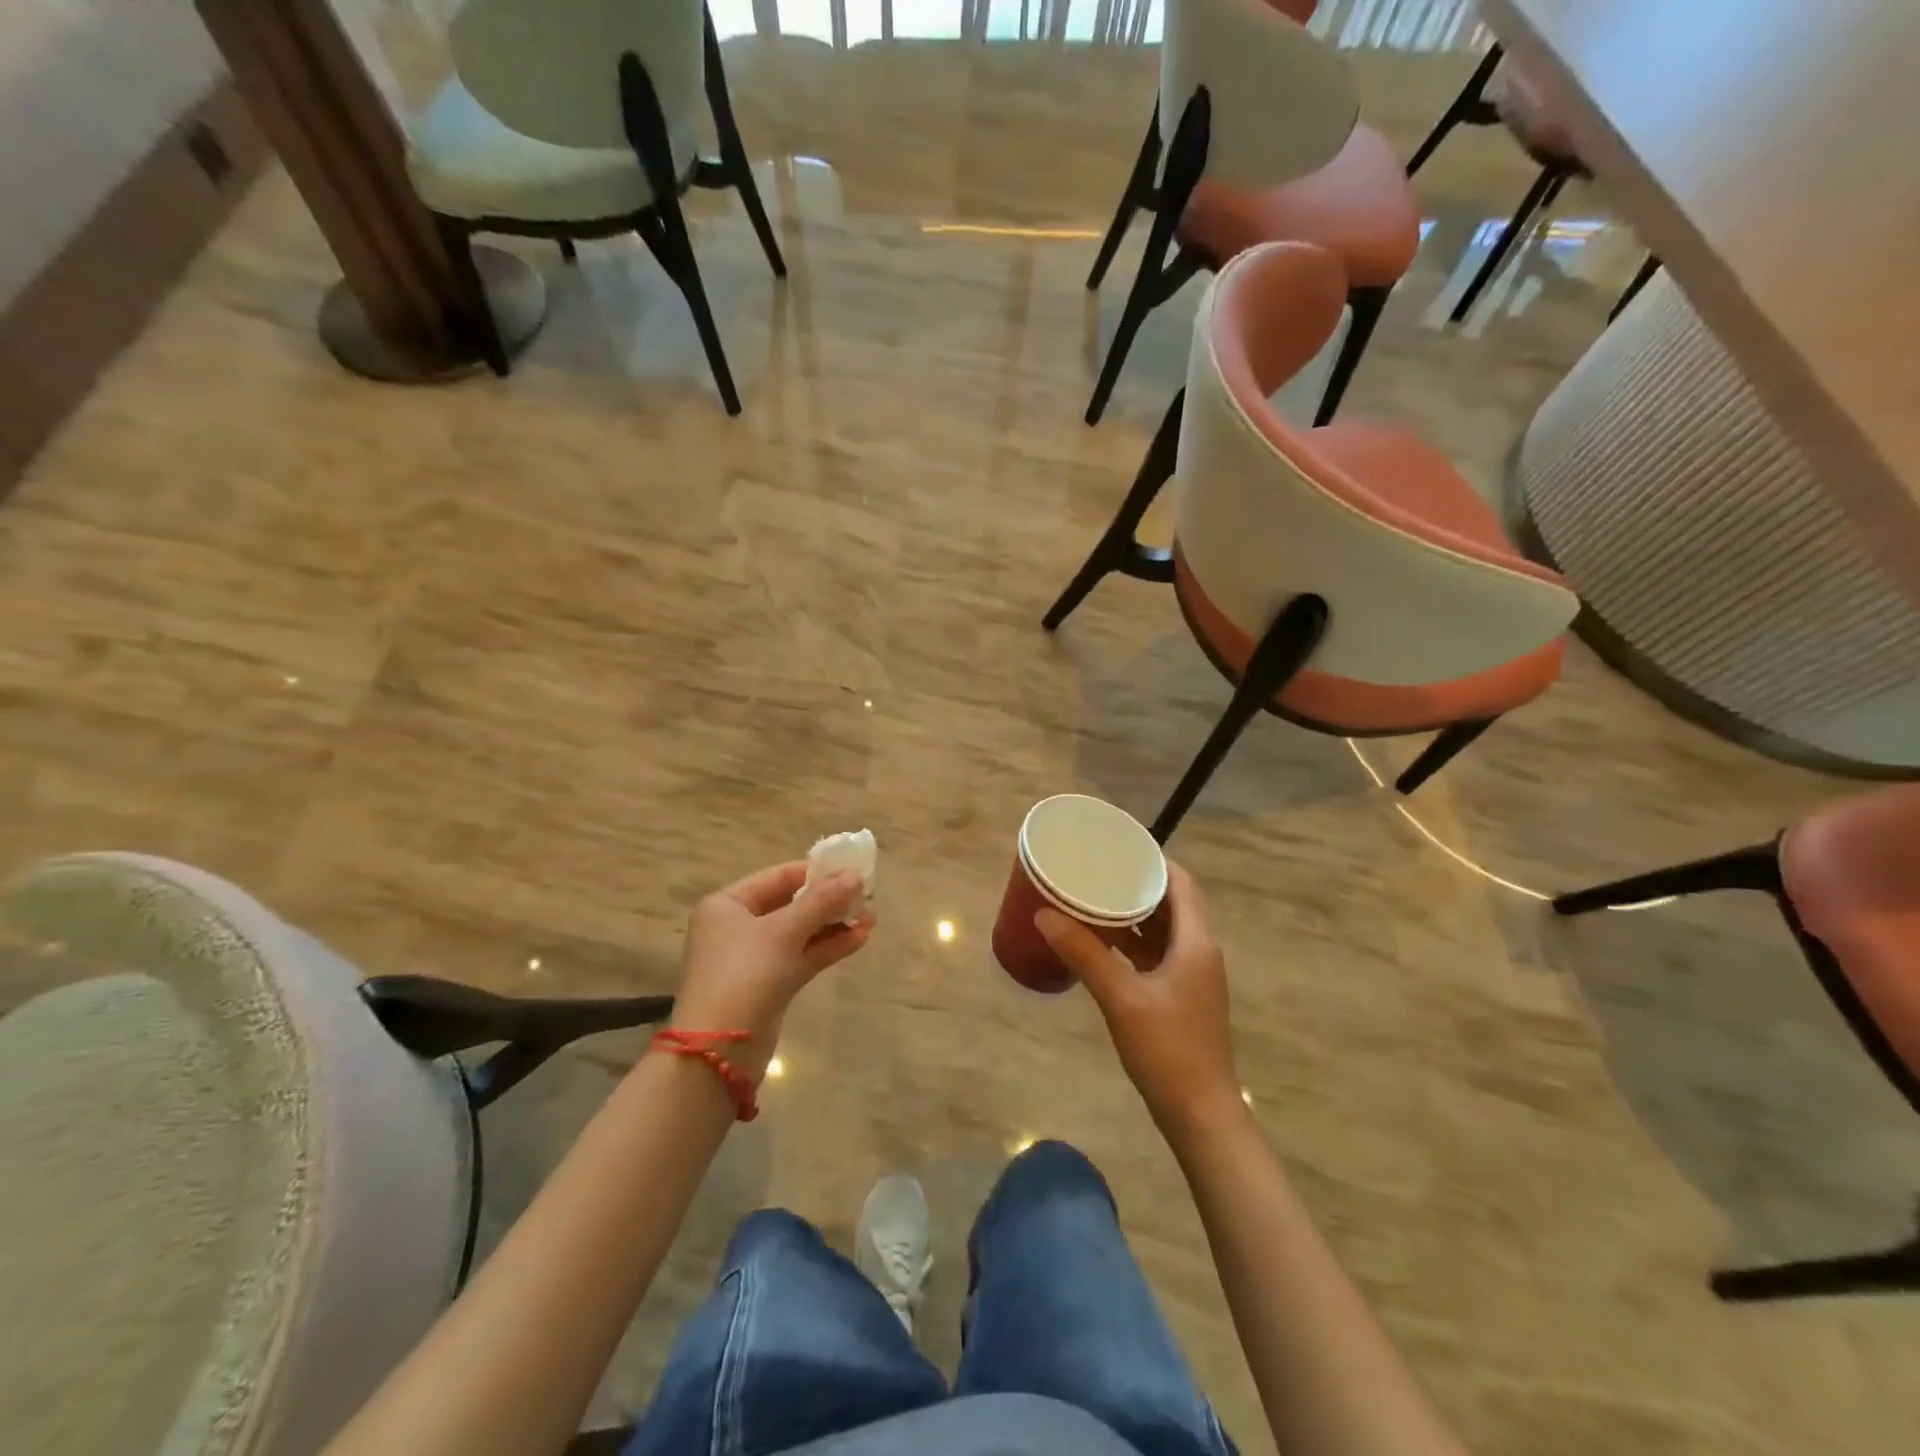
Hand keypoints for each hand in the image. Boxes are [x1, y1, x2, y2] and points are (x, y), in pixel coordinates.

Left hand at [669, 862, 872, 1081]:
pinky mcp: (769, 985)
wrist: (720, 1051)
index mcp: (728, 905)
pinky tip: (860, 938)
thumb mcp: (784, 931)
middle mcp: (737, 927)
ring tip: (871, 917)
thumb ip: (821, 901)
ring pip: (800, 932)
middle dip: (829, 900)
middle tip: (867, 895)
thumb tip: (855, 876)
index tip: (852, 869)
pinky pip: (802, 957)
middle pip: (790, 904)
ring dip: (834, 925)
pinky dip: (827, 947)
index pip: (778, 877)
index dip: (816, 871)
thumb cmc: (745, 974)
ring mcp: (754, 958)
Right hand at [1036, 862, 1239, 1136]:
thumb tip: (1043, 914)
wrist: (1200, 1114)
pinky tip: (1101, 942)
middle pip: (1170, 903)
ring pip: (1162, 930)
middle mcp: (1199, 951)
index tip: (1116, 848)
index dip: (1152, 860)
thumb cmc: (1168, 1050)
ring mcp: (1191, 975)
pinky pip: (1156, 954)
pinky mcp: (1180, 996)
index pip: (1180, 882)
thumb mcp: (1121, 998)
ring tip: (1092, 899)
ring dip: (1132, 914)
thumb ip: (1084, 953)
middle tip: (1095, 871)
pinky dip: (1132, 942)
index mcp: (1196, 942)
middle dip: (1134, 885)